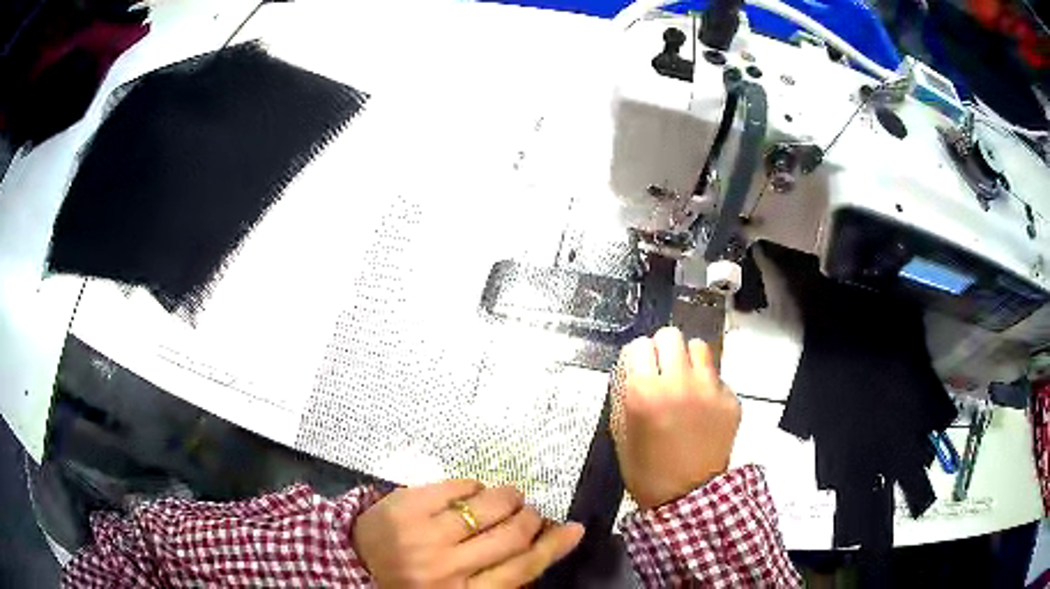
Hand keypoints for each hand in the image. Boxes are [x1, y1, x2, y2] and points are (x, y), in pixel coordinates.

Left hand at [353, 480, 583, 586]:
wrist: (351, 563)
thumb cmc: (410, 582)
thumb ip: (493, 578)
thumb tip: (538, 547)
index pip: (522, 569)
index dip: (553, 547)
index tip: (574, 529)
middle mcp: (447, 568)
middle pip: (511, 535)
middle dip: (530, 518)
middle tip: (530, 513)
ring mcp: (424, 534)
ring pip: (488, 506)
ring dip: (508, 497)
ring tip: (509, 497)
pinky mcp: (405, 505)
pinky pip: (456, 486)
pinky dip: (474, 486)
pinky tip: (473, 491)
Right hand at [611, 326, 740, 509]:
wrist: (687, 497)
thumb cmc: (646, 470)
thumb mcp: (622, 433)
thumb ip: (625, 395)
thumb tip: (633, 369)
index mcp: (644, 393)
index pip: (639, 345)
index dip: (637, 357)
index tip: (639, 369)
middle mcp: (679, 383)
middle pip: (670, 335)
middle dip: (662, 349)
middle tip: (662, 370)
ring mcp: (709, 390)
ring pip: (699, 346)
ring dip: (688, 360)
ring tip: (685, 381)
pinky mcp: (731, 400)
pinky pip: (717, 376)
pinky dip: (708, 385)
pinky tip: (703, 407)